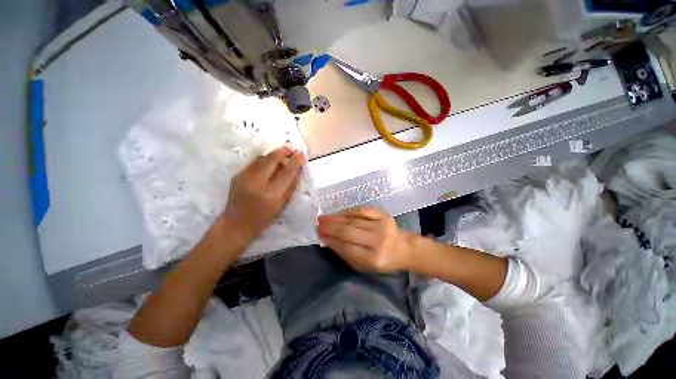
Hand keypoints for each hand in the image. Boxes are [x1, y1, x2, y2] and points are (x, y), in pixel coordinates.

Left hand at [219, 146, 303, 241]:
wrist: (236, 224)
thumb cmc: (263, 218)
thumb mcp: (282, 204)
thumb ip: (291, 186)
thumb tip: (298, 170)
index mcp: (270, 194)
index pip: (286, 172)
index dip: (295, 161)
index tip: (301, 155)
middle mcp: (256, 182)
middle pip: (272, 158)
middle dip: (284, 151)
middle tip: (292, 151)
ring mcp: (244, 176)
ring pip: (262, 157)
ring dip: (274, 156)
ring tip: (282, 161)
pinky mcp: (237, 175)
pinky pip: (255, 163)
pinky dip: (265, 162)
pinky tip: (269, 168)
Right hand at [317, 207, 414, 272]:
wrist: (403, 248)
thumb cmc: (382, 260)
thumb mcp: (364, 266)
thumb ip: (345, 254)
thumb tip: (328, 240)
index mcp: (373, 259)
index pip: (347, 248)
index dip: (331, 240)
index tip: (320, 235)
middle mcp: (378, 241)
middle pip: (348, 231)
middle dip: (330, 227)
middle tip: (318, 224)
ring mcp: (381, 226)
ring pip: (353, 220)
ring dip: (336, 218)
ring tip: (323, 218)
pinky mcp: (383, 215)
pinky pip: (362, 210)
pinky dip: (348, 211)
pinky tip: (338, 213)